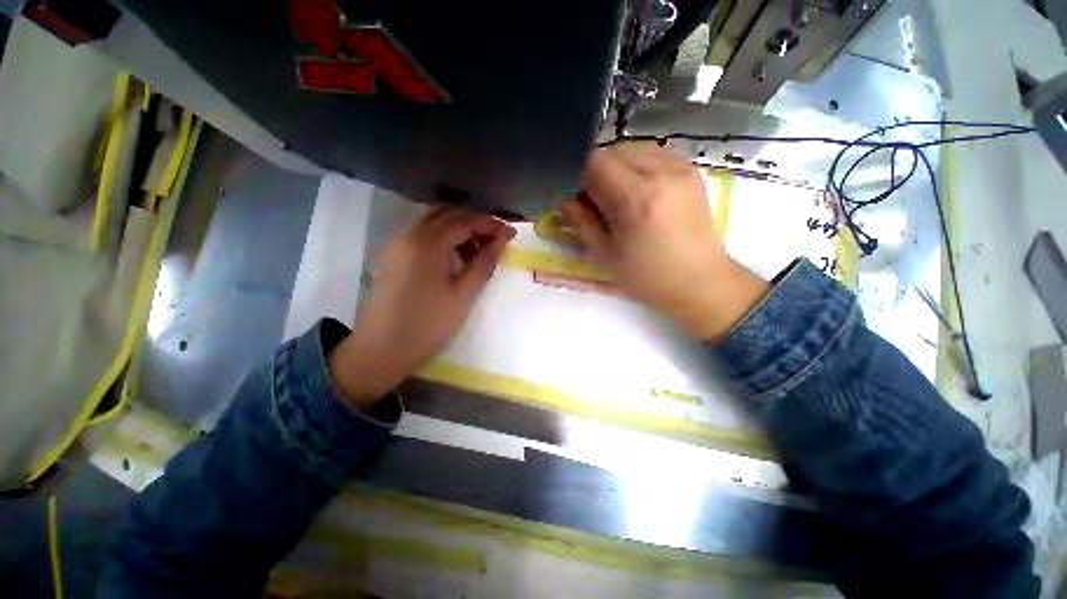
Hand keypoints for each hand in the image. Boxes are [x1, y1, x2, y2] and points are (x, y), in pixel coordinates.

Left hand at [329, 206, 514, 407]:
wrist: (382, 348)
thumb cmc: (428, 324)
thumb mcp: (464, 294)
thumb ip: (485, 262)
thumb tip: (503, 239)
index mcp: (428, 243)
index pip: (465, 220)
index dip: (491, 224)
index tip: (511, 234)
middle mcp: (409, 234)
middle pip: (447, 213)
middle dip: (475, 221)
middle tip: (495, 240)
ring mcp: (397, 243)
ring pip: (433, 221)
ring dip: (458, 228)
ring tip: (477, 252)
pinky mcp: (393, 255)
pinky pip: (421, 234)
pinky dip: (442, 237)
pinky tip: (454, 258)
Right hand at [561, 144, 767, 341]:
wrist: (700, 281)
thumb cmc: (648, 277)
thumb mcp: (605, 255)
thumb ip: (581, 221)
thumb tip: (563, 199)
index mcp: (637, 199)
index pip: (596, 162)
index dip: (579, 176)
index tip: (576, 197)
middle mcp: (662, 173)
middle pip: (613, 151)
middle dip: (596, 172)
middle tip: (594, 201)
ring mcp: (681, 168)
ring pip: (633, 149)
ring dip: (616, 168)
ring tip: (616, 197)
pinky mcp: (691, 170)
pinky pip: (653, 154)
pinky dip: (636, 167)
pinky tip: (637, 191)